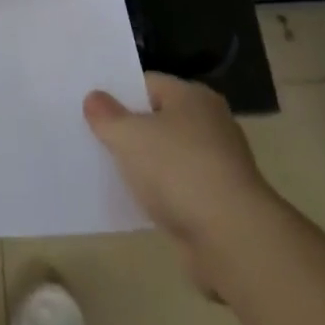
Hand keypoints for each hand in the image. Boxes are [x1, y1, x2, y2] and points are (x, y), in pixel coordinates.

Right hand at [85, 73, 268, 254]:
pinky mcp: (221, 203)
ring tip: (111, 172)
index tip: (92, 109)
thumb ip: (106, 115)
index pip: (147, 83)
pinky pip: (180, 189)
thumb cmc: (178, 171)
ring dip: (146, 166)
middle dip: (131, 130)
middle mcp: (211, 124)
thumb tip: (93, 98)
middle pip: (159, 119)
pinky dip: (162, 194)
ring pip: (169, 156)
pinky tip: (139, 203)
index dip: (118, 94)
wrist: (233, 240)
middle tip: (96, 138)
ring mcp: (219, 165)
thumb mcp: (128, 136)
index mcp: (193, 97)